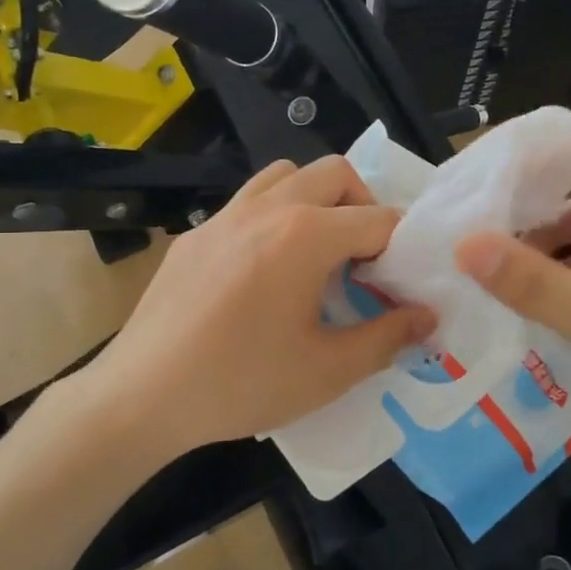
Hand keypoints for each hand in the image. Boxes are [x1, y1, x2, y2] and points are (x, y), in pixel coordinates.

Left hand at [76, 157, 436, 457]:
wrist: (143, 396)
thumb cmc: (242, 383)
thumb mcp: (328, 371)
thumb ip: (387, 338)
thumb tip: (427, 317)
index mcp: (306, 235)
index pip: (378, 219)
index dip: (401, 249)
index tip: (399, 283)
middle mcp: (267, 208)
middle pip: (334, 174)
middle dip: (363, 205)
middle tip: (364, 257)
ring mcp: (224, 216)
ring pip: (285, 175)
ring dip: (314, 199)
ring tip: (315, 252)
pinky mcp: (195, 235)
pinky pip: (246, 203)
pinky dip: (272, 216)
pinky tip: (262, 271)